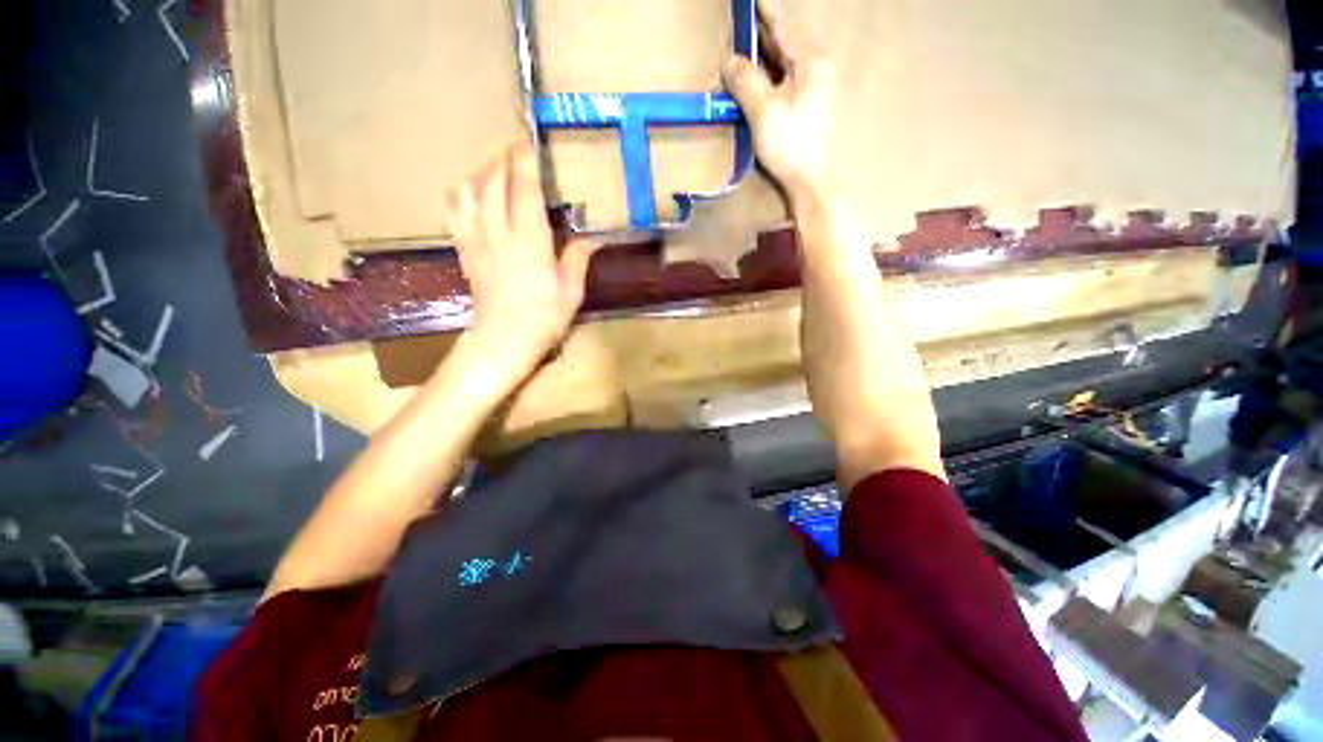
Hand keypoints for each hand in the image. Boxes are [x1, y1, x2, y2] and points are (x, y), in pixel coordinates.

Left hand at [445, 142, 598, 376]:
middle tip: (517, 147)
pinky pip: (456, 210)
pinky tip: (472, 190)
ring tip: (496, 166)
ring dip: (483, 171)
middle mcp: (498, 233)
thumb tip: (592, 237)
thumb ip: (578, 257)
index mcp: (529, 241)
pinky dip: (462, 192)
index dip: (525, 162)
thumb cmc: (543, 317)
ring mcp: (476, 239)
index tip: (529, 141)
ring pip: (470, 190)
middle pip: (493, 182)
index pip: (524, 190)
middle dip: (503, 158)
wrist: (504, 339)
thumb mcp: (571, 290)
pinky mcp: (464, 249)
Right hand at [722, 0, 833, 197]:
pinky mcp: (809, 111)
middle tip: (741, 28)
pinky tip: (757, 86)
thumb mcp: (764, 112)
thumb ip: (746, 82)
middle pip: (785, 47)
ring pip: (785, 67)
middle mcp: (817, 71)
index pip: (783, 28)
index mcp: (811, 63)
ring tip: (744, 54)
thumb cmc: (791, 146)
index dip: (765, 12)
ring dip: (764, 61)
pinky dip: (770, 81)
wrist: (811, 183)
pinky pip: (786, 85)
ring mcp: (816, 92)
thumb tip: (729, 60)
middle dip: (762, 38)